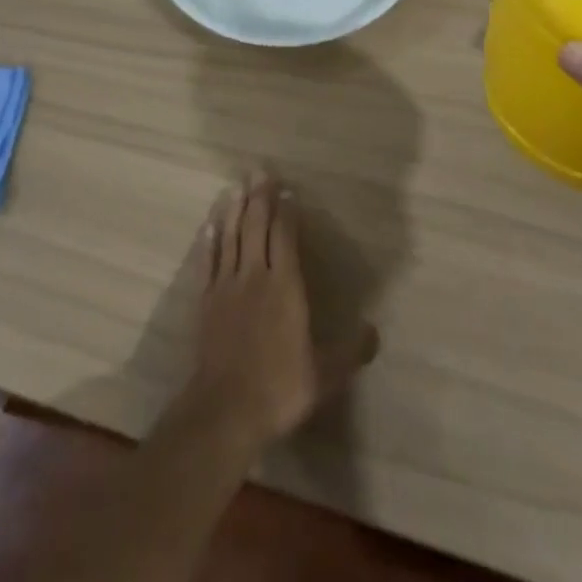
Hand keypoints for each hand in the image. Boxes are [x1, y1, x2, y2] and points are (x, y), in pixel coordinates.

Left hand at [182, 173, 378, 450]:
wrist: (225, 411)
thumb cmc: (279, 389)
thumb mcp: (324, 375)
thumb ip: (350, 352)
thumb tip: (375, 331)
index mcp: (285, 287)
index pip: (285, 236)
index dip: (286, 211)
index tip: (288, 189)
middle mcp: (255, 276)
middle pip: (256, 227)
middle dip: (259, 197)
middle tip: (259, 171)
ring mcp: (227, 286)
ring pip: (231, 237)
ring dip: (234, 210)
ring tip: (236, 186)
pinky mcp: (206, 301)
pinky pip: (208, 262)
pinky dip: (209, 241)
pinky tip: (209, 225)